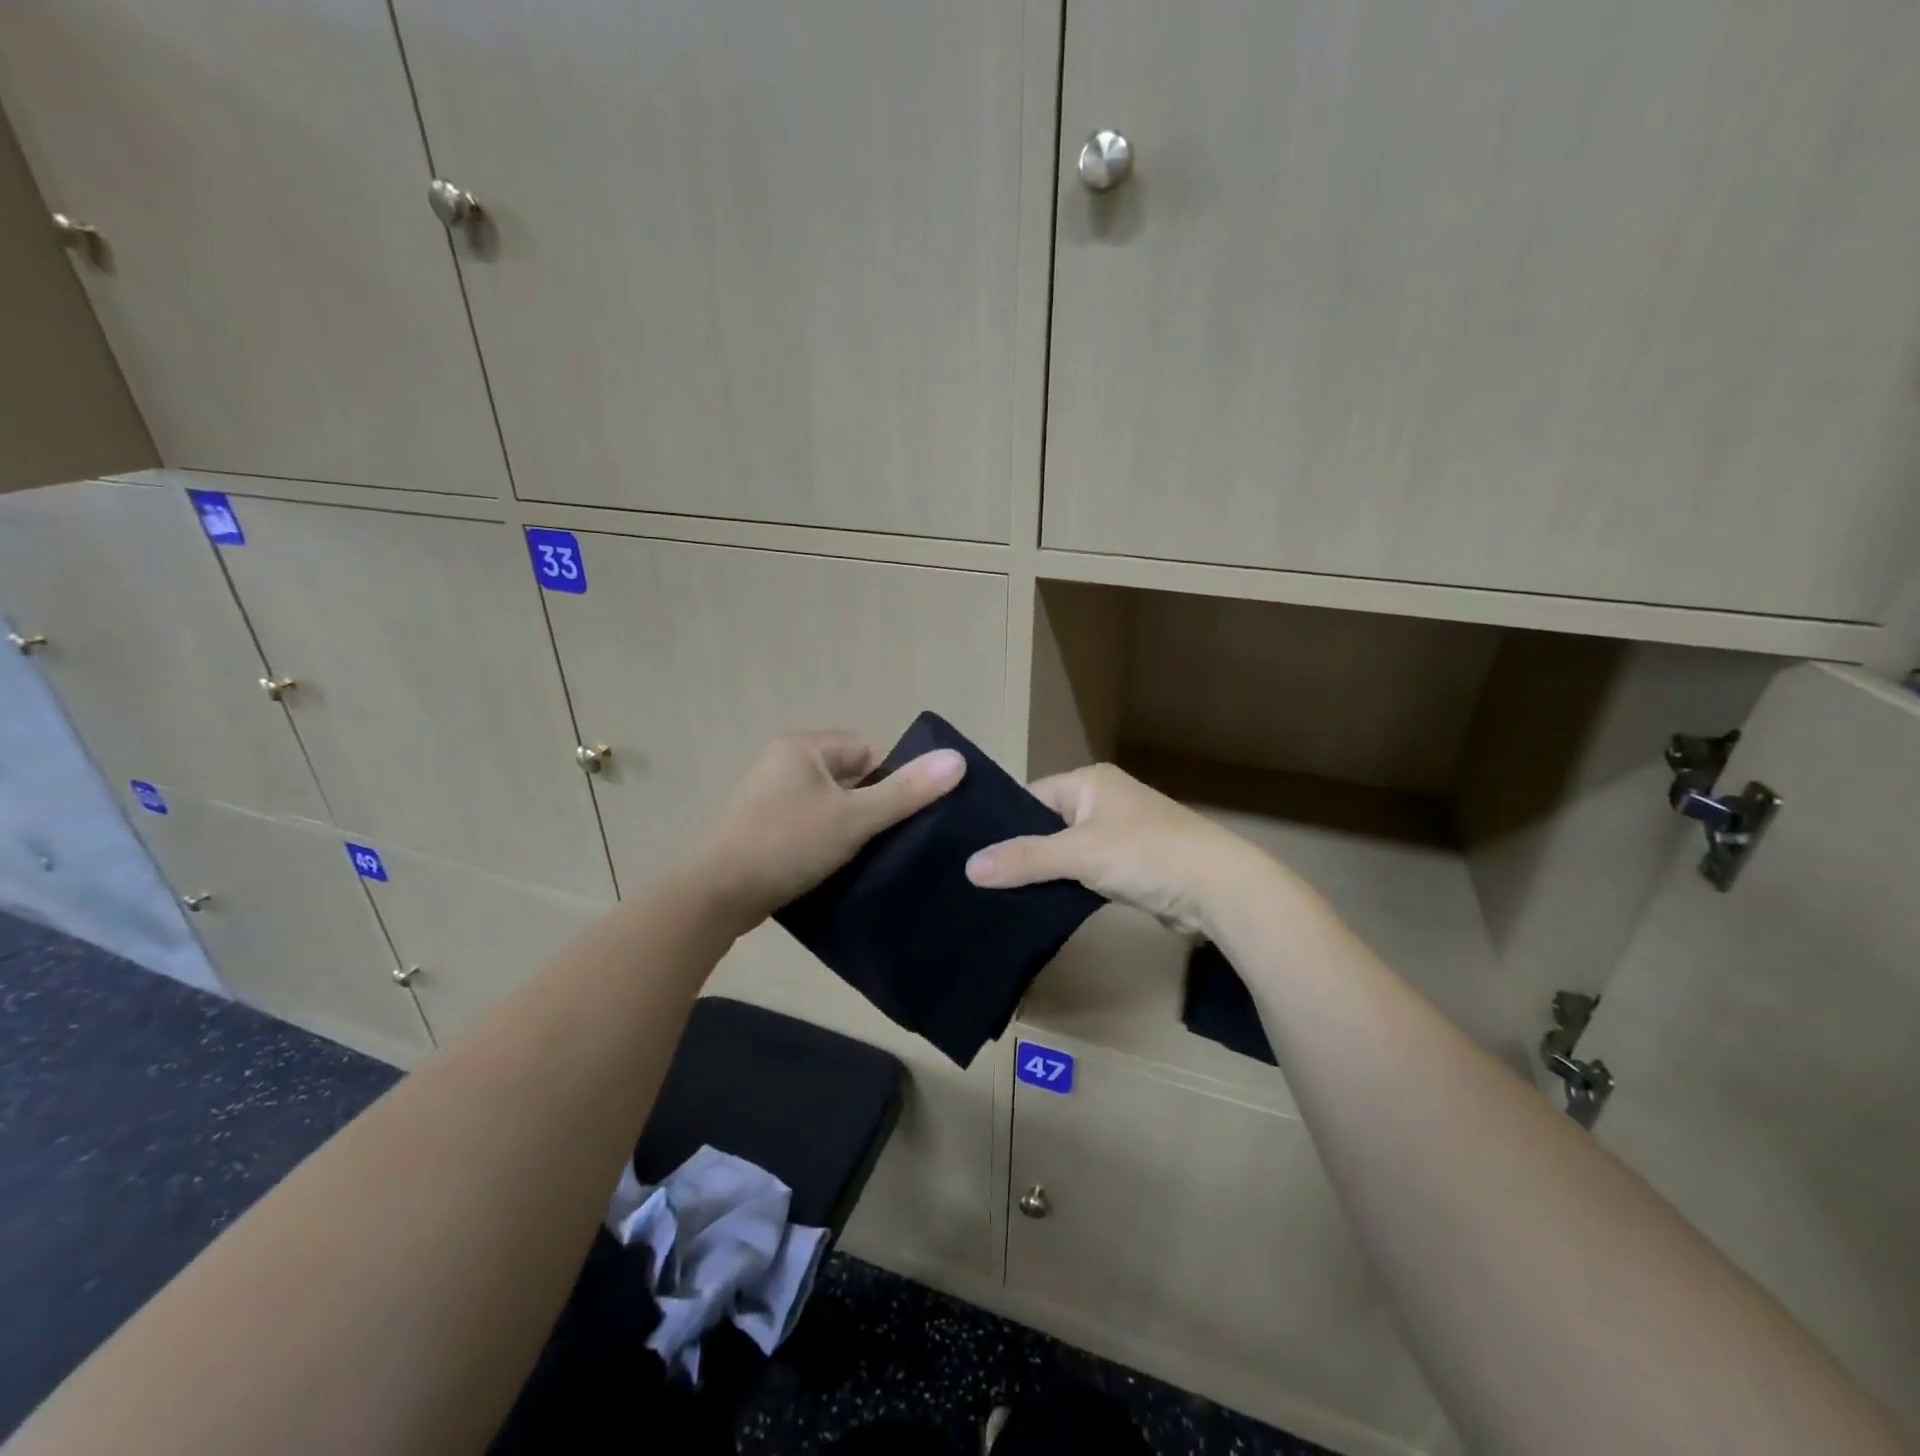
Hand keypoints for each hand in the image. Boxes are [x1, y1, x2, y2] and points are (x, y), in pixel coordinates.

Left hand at [697, 731, 964, 927]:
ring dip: (848, 825)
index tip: (897, 817)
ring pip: (829, 803)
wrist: (719, 895)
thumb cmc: (789, 845)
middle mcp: (783, 762)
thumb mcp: (855, 818)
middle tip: (884, 839)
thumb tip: (958, 759)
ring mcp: (768, 794)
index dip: (890, 780)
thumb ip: (906, 791)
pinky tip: (835, 864)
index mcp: (803, 747)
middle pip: (849, 776)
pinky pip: (808, 822)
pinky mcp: (761, 825)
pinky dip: (824, 839)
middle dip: (869, 805)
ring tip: (864, 855)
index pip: (867, 750)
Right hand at [964, 763, 1265, 938]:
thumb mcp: (1079, 853)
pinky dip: (1068, 885)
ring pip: (1066, 851)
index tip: (972, 853)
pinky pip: (1086, 871)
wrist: (1219, 888)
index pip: (1030, 796)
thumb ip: (1025, 858)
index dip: (1003, 824)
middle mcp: (1103, 799)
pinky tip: (1042, 904)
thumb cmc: (1147, 854)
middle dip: (1021, 852)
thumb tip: (969, 867)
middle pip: (1046, 825)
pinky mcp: (1131, 865)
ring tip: (1002, 895)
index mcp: (1090, 781)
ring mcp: (1119, 832)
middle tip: (982, 880)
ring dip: (1045, 872)